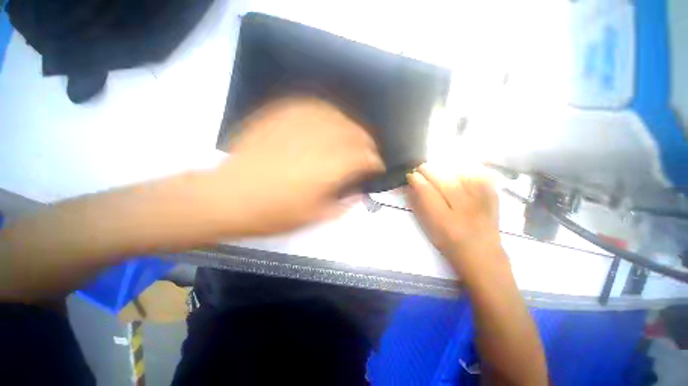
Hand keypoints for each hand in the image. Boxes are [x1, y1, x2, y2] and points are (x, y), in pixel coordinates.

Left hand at [216, 97, 384, 235]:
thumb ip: (343, 205)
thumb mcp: (314, 218)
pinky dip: (328, 113)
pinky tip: (330, 120)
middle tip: (368, 154)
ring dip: (351, 127)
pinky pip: (313, 106)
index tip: (377, 168)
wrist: (228, 197)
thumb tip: (359, 194)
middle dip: (367, 144)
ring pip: (338, 117)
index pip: (364, 158)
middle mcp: (318, 141)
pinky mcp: (280, 116)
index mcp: (328, 169)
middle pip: (355, 134)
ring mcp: (298, 124)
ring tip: (353, 137)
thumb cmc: (273, 214)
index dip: (375, 162)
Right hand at [406, 163, 502, 272]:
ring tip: (437, 169)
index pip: (427, 192)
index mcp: (445, 222)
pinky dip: (466, 171)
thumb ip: (419, 207)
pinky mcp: (494, 198)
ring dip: (446, 169)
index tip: (411, 175)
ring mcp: (482, 203)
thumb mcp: (429, 229)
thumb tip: (411, 187)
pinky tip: (458, 172)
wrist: (483, 256)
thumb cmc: (450, 245)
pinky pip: (479, 176)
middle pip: (445, 181)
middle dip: (430, 170)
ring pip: (461, 175)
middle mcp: (465, 210)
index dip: (417, 180)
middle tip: (421, 168)